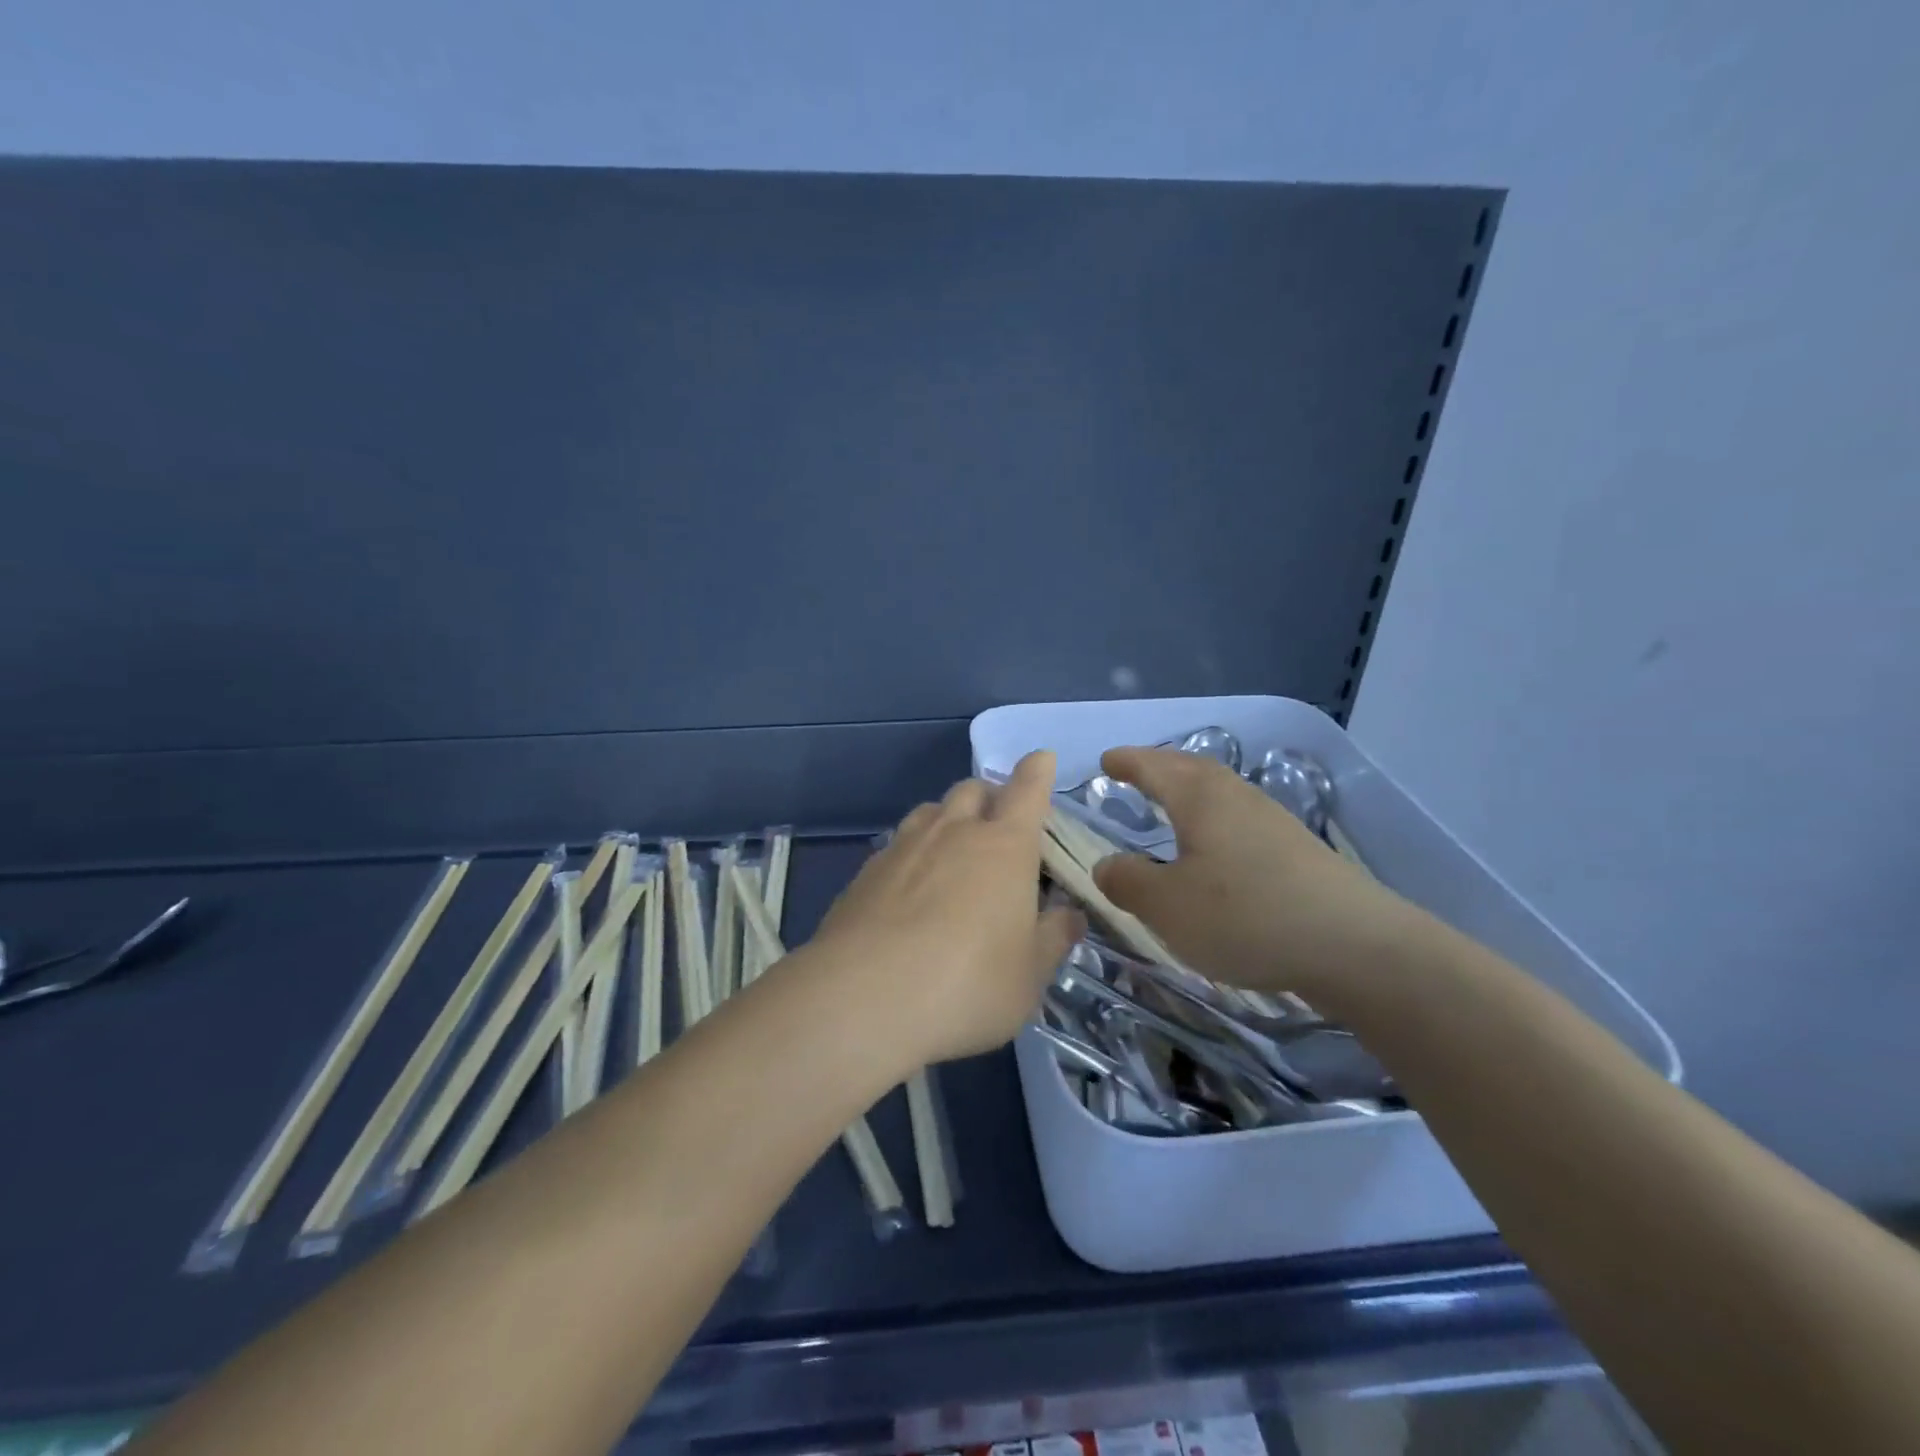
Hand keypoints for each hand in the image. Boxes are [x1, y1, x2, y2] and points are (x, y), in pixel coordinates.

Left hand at [805, 751, 1084, 1068]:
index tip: (1042, 760)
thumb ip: (1053, 938)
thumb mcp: (1029, 975)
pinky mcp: (866, 871)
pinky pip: (898, 844)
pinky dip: (914, 854)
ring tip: (954, 856)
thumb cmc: (968, 985)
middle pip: (974, 789)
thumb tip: (1069, 915)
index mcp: (1004, 845)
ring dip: (949, 820)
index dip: (1038, 771)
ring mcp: (904, 846)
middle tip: (1000, 829)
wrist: (863, 998)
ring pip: (931, 810)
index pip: (1028, 789)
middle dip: (991, 796)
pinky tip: (911, 892)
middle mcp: (953, 831)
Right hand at [1090, 747, 1420, 1002]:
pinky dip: (1214, 817)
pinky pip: (1239, 816)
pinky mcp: (1296, 849)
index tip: (1106, 761)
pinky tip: (1216, 846)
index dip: (1126, 762)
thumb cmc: (1245, 917)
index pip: (1153, 766)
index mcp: (1199, 799)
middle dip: (1159, 765)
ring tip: (1171, 805)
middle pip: (1191, 768)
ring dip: (1189, 789)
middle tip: (1135, 771)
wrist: (1355, 946)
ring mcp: (1271, 820)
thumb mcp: (1167, 907)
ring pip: (1219, 790)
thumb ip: (1128, 882)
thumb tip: (1106, 864)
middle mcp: (1235, 797)